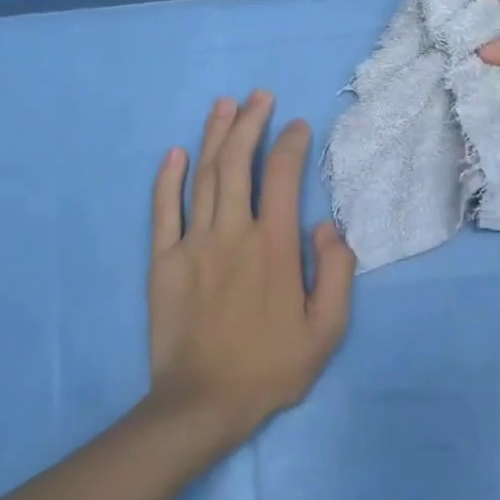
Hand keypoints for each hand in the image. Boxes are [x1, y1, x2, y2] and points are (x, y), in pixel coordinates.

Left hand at [147, 91, 356, 441]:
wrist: (204, 402)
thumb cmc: (271, 367)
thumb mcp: (326, 330)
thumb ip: (336, 272)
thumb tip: (329, 226)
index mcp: (275, 247)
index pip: (284, 178)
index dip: (291, 144)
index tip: (297, 126)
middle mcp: (234, 233)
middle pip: (239, 164)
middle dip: (249, 123)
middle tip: (257, 96)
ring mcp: (194, 244)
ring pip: (204, 177)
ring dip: (214, 137)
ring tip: (223, 105)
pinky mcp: (163, 261)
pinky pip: (163, 210)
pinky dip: (168, 178)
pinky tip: (175, 152)